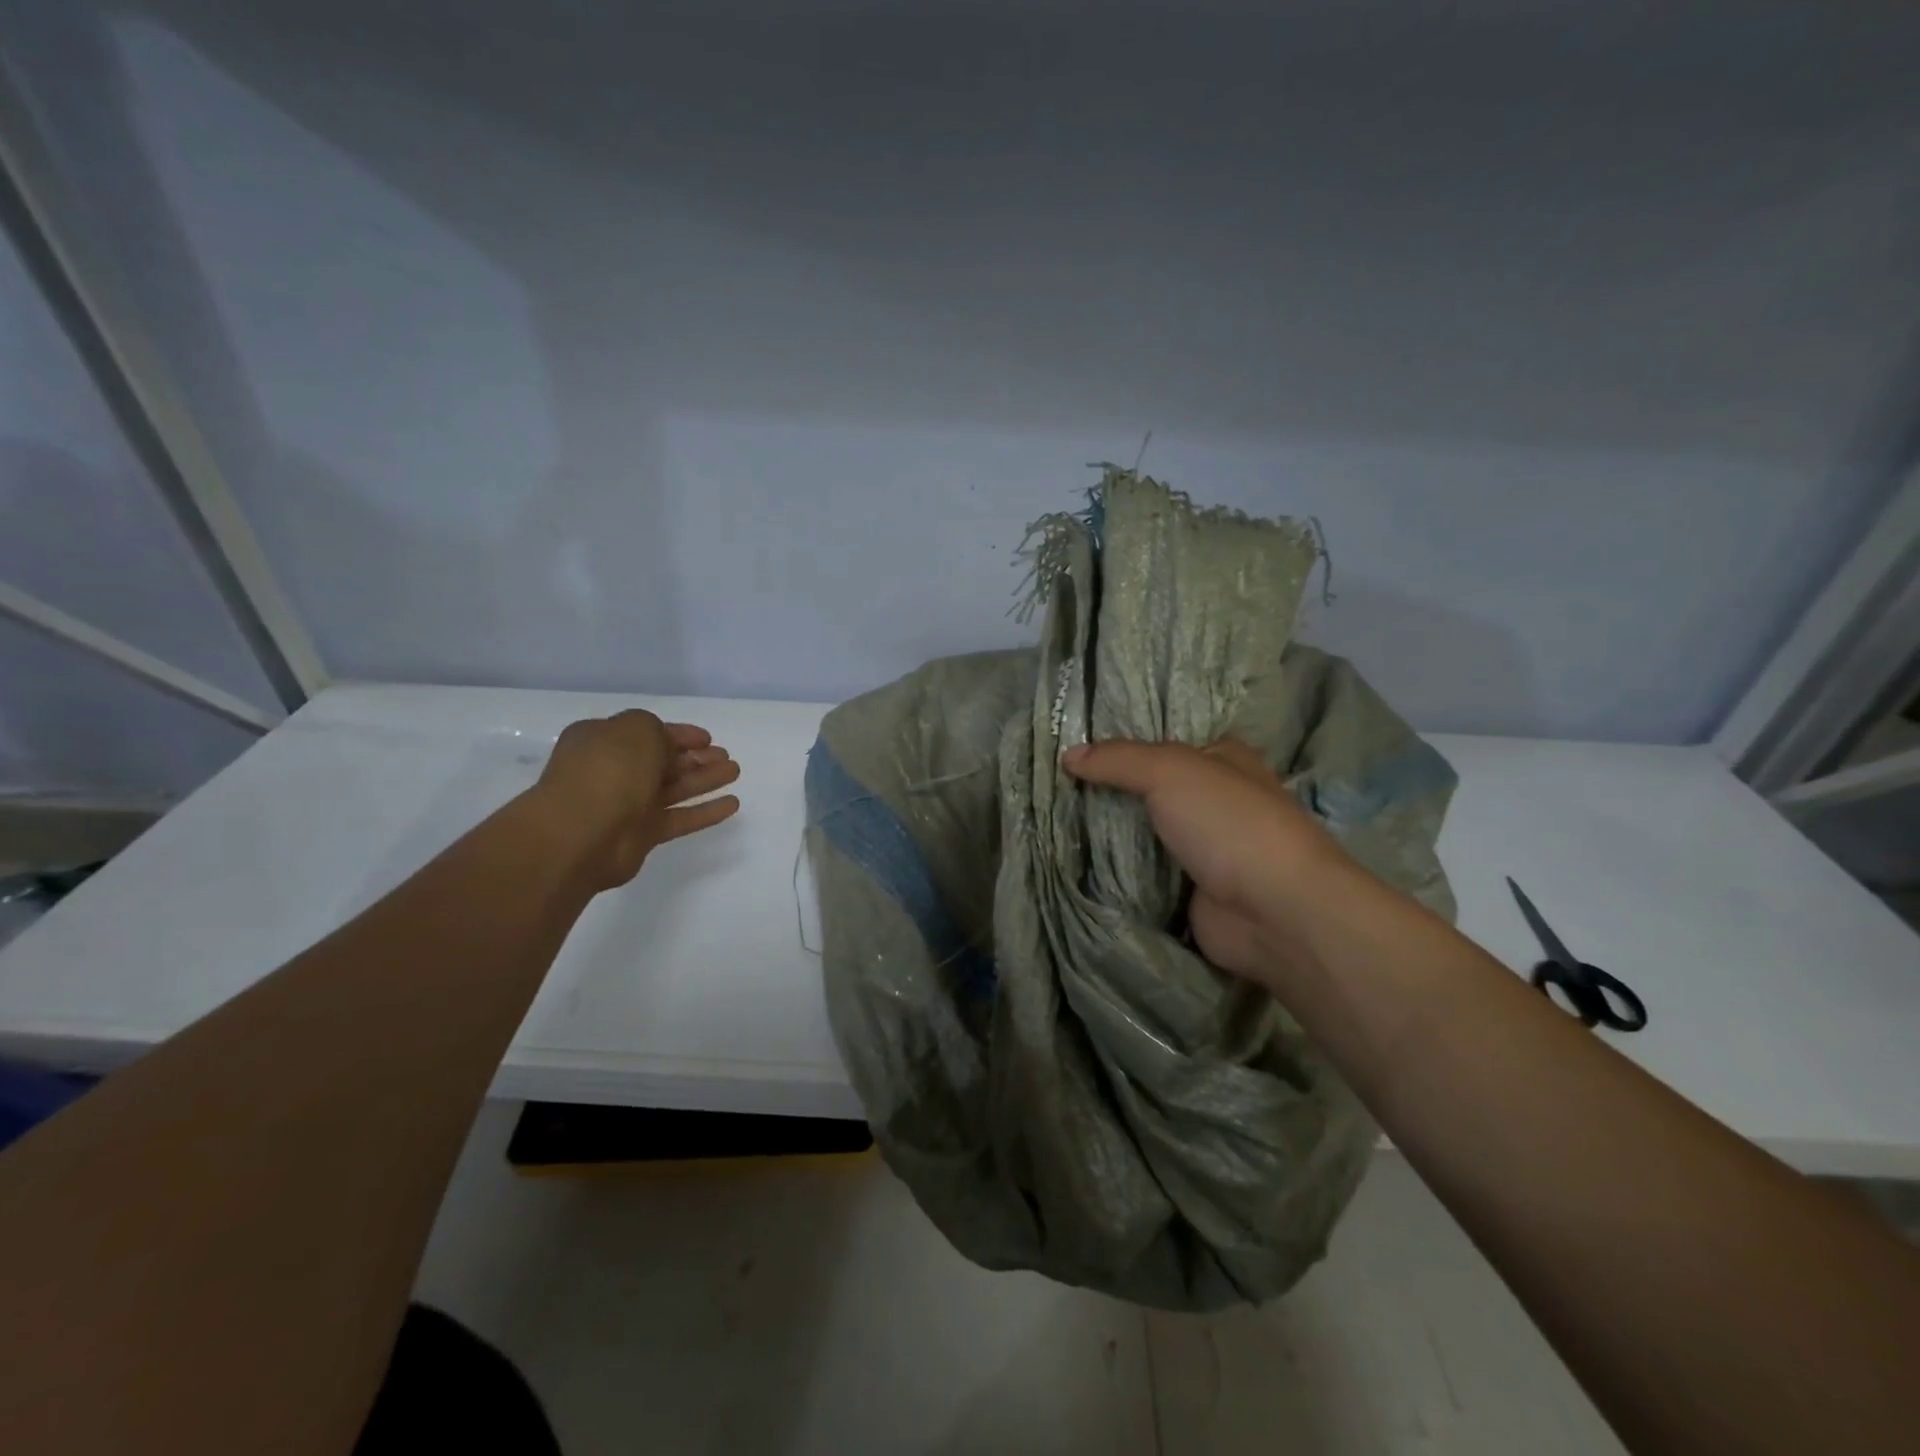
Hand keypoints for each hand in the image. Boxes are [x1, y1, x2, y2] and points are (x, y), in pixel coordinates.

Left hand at [533, 710, 740, 890]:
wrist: (581, 833)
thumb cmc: (608, 770)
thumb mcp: (636, 729)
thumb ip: (656, 729)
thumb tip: (665, 743)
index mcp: (602, 740)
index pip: (647, 732)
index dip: (679, 734)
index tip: (707, 738)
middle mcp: (613, 771)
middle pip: (662, 761)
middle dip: (695, 758)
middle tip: (725, 757)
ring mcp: (627, 805)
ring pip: (674, 788)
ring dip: (705, 779)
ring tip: (734, 772)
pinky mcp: (642, 835)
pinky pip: (679, 818)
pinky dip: (705, 812)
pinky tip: (732, 805)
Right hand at [1061, 738, 1342, 981]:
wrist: (1275, 912)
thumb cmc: (1229, 824)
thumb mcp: (1169, 771)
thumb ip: (1118, 760)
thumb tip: (1067, 755)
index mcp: (1226, 761)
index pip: (1169, 744)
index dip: (1128, 745)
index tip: (1079, 750)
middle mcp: (1219, 802)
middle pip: (1155, 791)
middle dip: (1114, 792)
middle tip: (1060, 789)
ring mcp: (1209, 851)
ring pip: (1149, 835)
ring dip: (1114, 835)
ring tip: (1058, 824)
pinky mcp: (1196, 893)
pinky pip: (1148, 877)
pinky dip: (1121, 874)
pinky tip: (1081, 866)